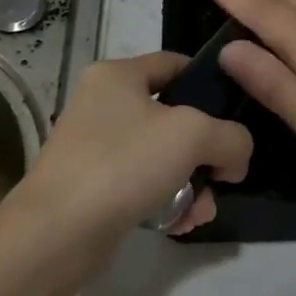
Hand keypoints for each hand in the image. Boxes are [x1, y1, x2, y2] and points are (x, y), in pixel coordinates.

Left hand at [0, 52, 252, 272]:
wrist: (58, 232)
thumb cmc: (124, 163)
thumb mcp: (193, 135)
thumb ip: (231, 137)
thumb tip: (235, 158)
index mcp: (118, 75)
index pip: (176, 64)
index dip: (210, 83)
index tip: (237, 113)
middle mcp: (103, 104)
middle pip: (174, 118)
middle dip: (206, 152)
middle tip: (224, 178)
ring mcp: (96, 147)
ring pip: (163, 157)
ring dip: (192, 183)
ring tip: (201, 212)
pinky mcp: (94, 186)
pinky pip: (144, 185)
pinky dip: (168, 201)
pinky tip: (181, 224)